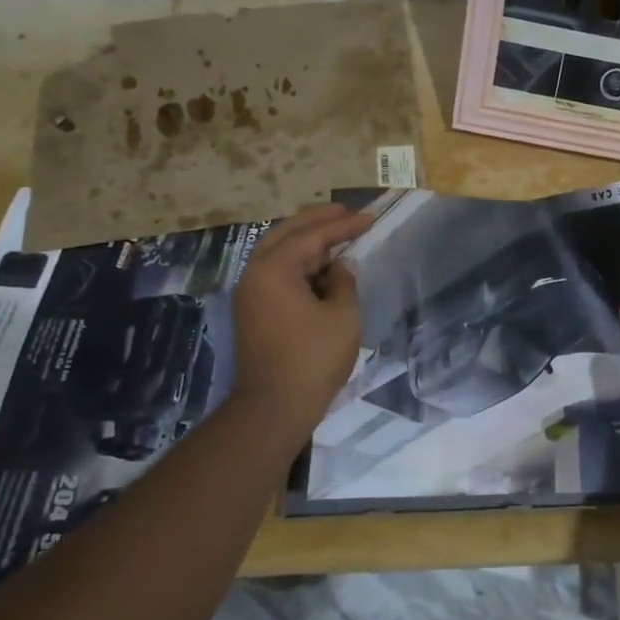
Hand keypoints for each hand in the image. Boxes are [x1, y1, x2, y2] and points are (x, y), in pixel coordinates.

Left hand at [230, 204, 372, 434]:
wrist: (274, 407)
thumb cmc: (313, 358)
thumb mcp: (342, 316)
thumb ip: (344, 281)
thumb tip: (342, 266)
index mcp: (274, 269)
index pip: (312, 235)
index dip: (343, 225)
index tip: (370, 218)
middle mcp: (254, 273)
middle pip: (287, 233)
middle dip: (318, 220)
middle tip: (347, 212)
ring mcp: (249, 292)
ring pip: (277, 250)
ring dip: (307, 239)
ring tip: (337, 233)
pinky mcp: (252, 310)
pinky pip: (275, 271)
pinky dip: (298, 261)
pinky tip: (321, 264)